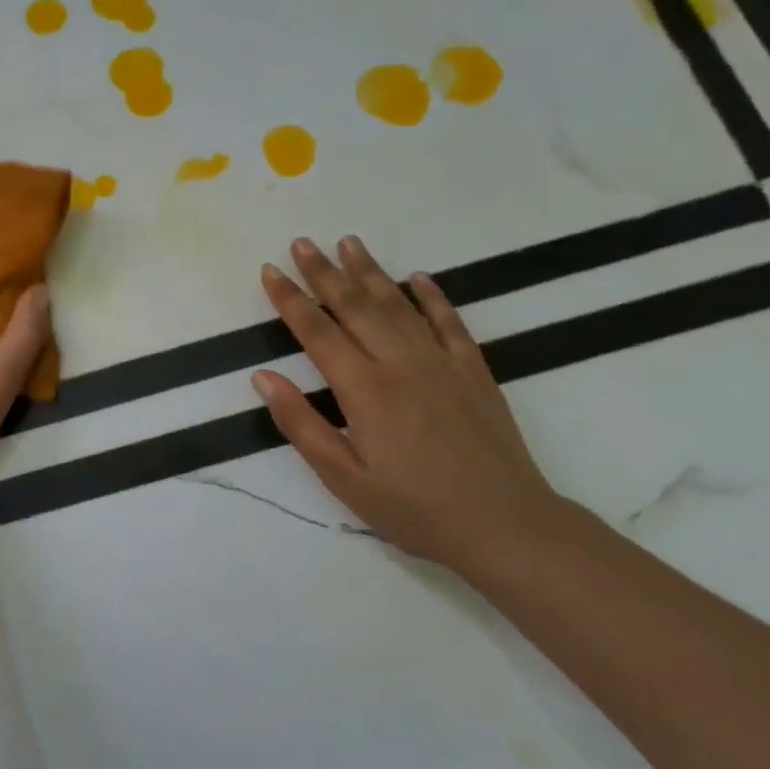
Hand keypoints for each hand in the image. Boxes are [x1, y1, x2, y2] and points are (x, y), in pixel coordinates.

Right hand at [253, 235, 558, 567]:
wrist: (506, 526)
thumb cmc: (414, 508)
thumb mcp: (343, 478)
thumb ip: (301, 424)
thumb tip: (263, 377)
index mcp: (365, 390)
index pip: (317, 332)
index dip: (290, 299)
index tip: (270, 271)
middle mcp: (401, 363)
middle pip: (355, 306)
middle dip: (324, 272)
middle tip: (302, 242)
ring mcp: (441, 363)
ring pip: (398, 304)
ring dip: (370, 271)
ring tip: (348, 242)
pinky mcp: (474, 371)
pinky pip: (449, 322)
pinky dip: (432, 296)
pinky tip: (417, 278)